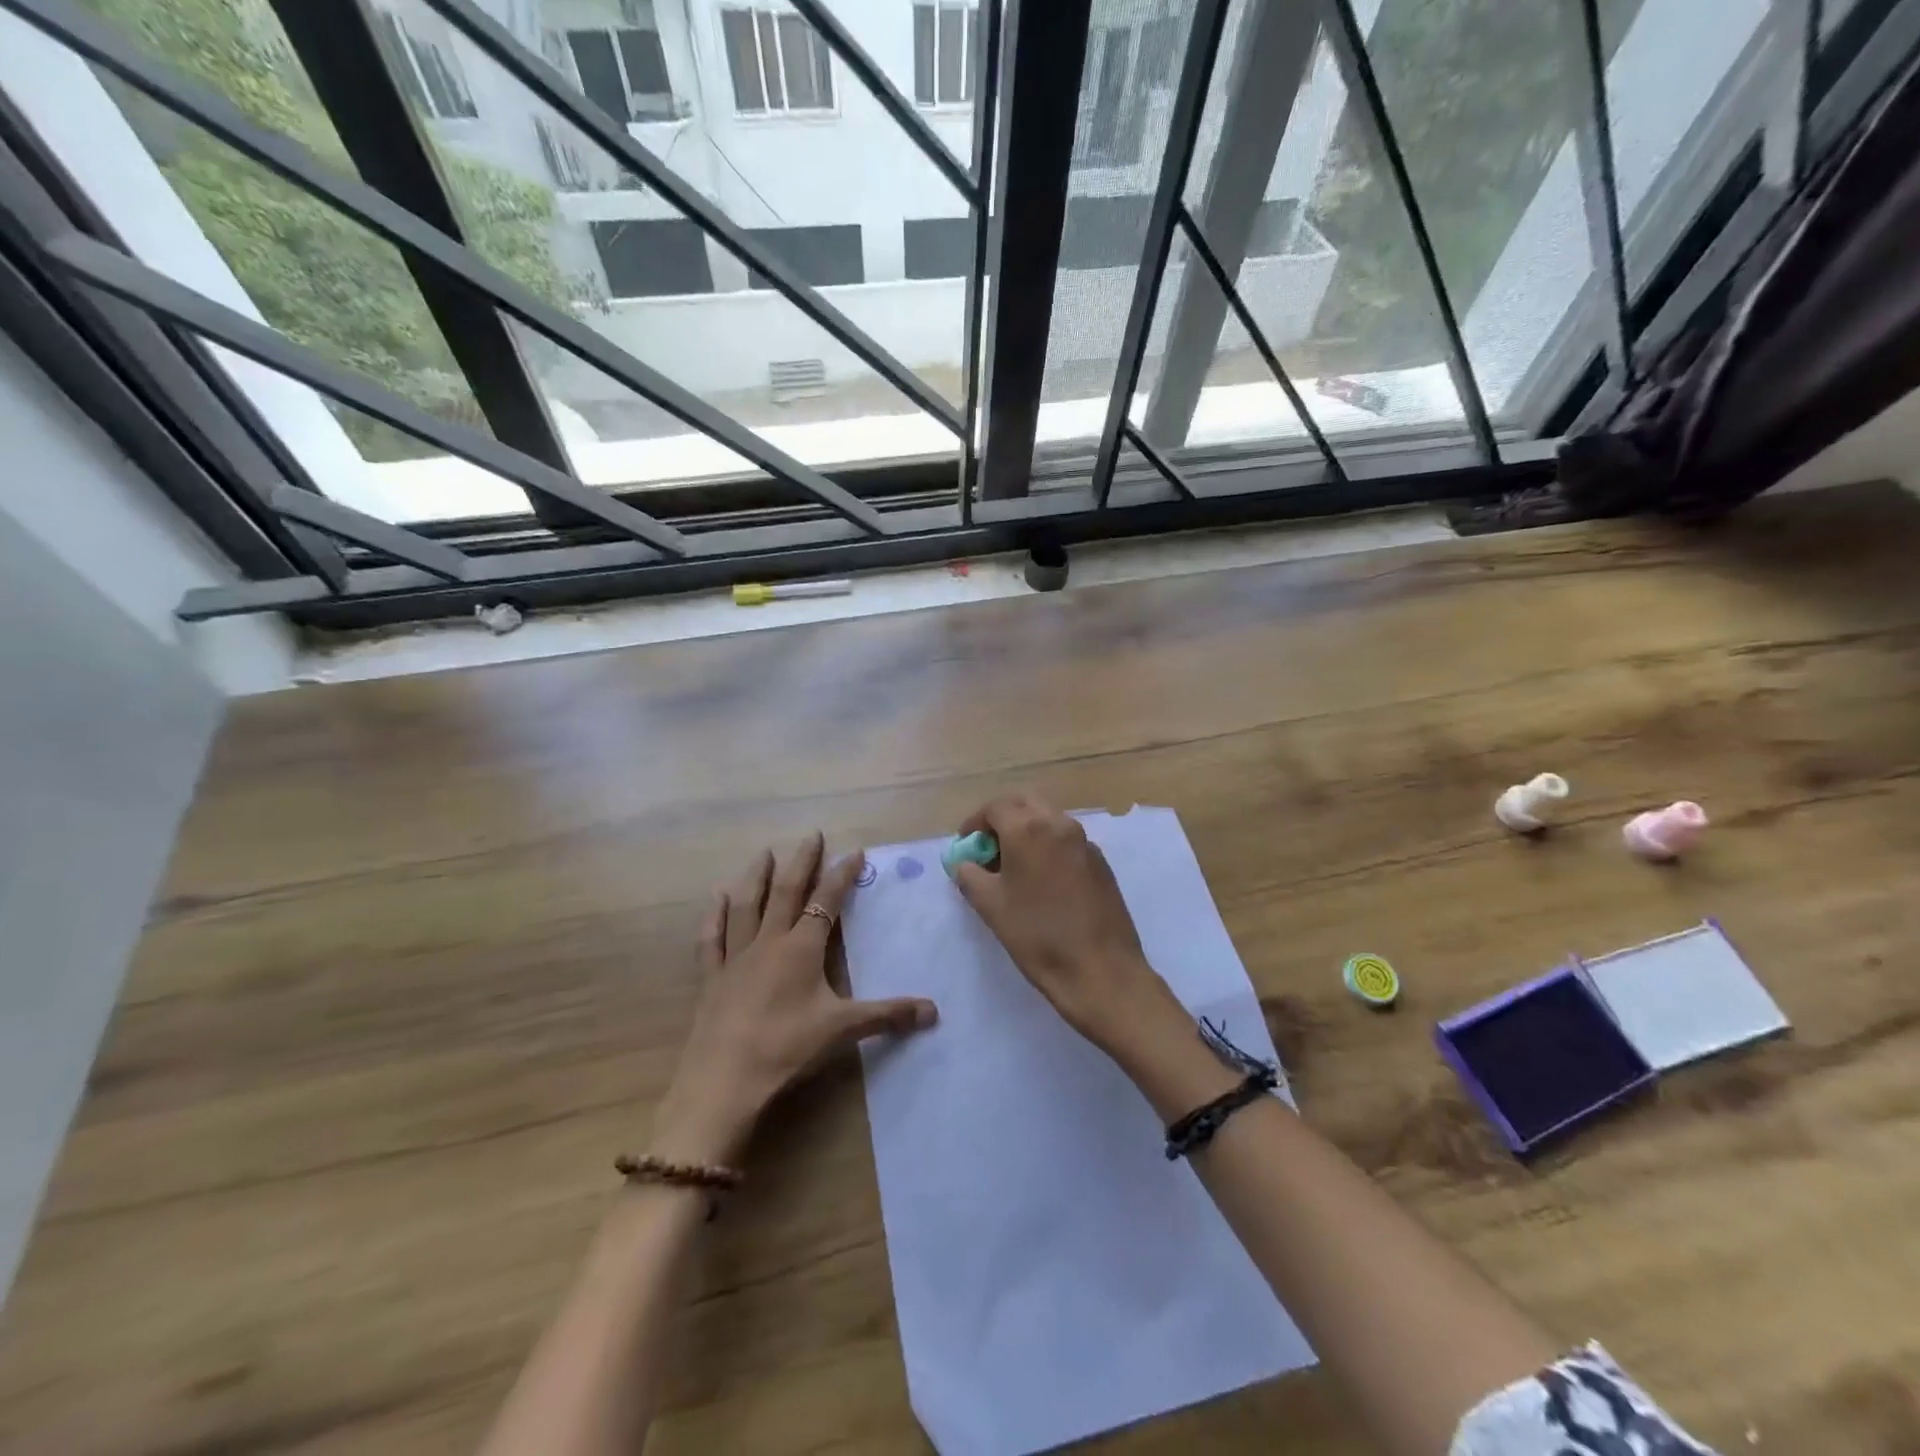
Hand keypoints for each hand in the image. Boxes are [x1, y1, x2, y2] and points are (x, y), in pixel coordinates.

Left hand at [654, 834, 937, 1164]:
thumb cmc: (786, 1048)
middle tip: (810, 835)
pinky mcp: (711, 979)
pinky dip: (714, 915)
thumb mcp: (842, 1030)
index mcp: (801, 949)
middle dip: (801, 862)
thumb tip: (934, 1011)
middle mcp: (768, 942)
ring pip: (746, 906)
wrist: (723, 1081)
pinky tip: (716, 897)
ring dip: (756, 877)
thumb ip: (887, 1016)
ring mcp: (735, 958)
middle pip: (785, 892)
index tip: (855, 851)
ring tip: (763, 852)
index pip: (826, 902)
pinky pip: (712, 939)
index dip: (841, 875)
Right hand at [952, 792, 1180, 1053]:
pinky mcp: (1100, 862)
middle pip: (1024, 804)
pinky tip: (1042, 880)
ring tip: (1013, 866)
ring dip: (1027, 830)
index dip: (975, 823)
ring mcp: (1084, 841)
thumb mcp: (991, 906)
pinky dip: (1048, 846)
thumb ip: (970, 876)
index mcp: (1029, 829)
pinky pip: (1066, 840)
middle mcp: (1059, 824)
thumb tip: (964, 863)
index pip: (995, 808)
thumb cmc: (1038, 936)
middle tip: (988, 849)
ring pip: (1048, 819)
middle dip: (1002, 819)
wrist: (1101, 970)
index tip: (966, 846)